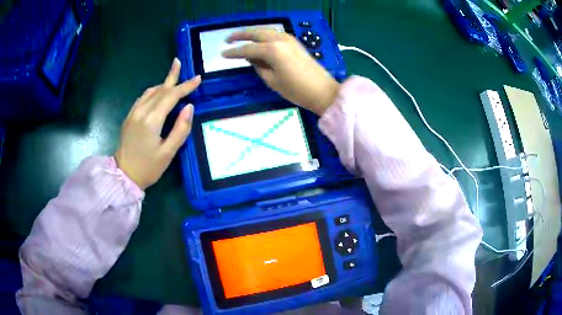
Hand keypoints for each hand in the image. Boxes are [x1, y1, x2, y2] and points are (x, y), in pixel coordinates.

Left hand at [115, 58, 200, 189]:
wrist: (123, 176)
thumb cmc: (148, 168)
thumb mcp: (168, 153)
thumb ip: (180, 129)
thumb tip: (189, 107)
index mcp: (151, 120)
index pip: (171, 96)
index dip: (185, 86)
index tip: (197, 78)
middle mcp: (141, 112)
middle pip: (160, 90)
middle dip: (172, 77)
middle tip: (179, 62)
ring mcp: (133, 113)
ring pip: (150, 92)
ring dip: (162, 84)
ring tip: (173, 78)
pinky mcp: (129, 117)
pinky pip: (142, 98)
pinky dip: (153, 92)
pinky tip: (158, 93)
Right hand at [222, 29, 339, 115]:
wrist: (322, 91)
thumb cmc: (296, 90)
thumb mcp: (272, 81)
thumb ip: (258, 66)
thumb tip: (251, 57)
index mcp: (272, 50)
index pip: (247, 49)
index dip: (233, 52)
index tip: (222, 54)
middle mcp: (279, 40)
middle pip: (256, 33)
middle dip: (240, 35)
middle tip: (227, 39)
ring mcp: (289, 40)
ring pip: (266, 31)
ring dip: (252, 33)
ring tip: (240, 38)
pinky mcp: (295, 43)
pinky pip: (275, 35)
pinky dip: (264, 36)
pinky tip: (259, 41)